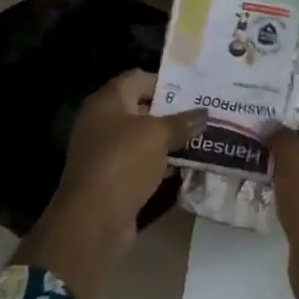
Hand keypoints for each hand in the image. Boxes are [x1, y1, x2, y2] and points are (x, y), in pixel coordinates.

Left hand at [53, 68, 205, 226]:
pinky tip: (188, 166)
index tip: (195, 90)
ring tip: (204, 139)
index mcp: (107, 101)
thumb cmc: (123, 163)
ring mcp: (106, 152)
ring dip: (170, 140)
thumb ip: (182, 122)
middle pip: (142, 108)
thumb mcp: (157, 136)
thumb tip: (204, 114)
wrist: (93, 219)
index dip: (166, 81)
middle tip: (205, 115)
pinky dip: (162, 163)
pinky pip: (142, 163)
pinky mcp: (113, 178)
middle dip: (173, 112)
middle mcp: (103, 122)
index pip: (138, 78)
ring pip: (144, 138)